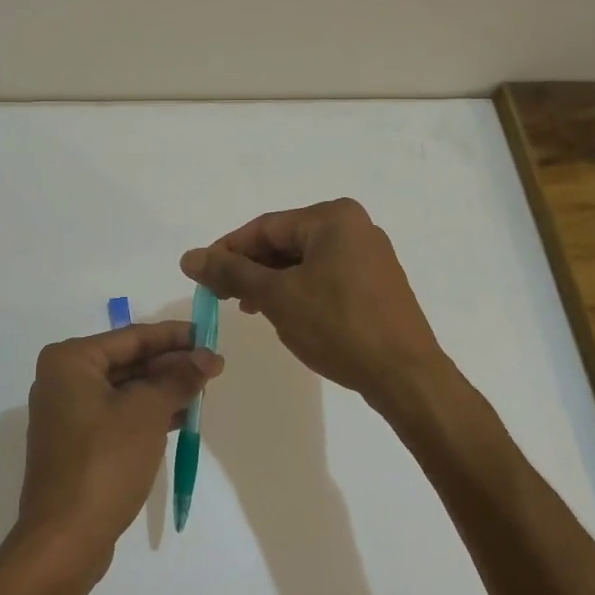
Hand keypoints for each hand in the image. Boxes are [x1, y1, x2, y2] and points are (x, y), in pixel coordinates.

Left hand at [11, 321, 222, 582]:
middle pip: (128, 362)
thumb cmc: (104, 462)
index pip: (132, 337)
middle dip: (171, 364)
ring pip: (126, 390)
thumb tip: (208, 357)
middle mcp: (64, 380)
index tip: (209, 335)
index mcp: (71, 361)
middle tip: (214, 366)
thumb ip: (178, 379)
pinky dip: (150, 413)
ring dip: (164, 389)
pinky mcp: (79, 444)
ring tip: (205, 389)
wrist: (65, 539)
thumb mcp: (147, 413)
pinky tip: (184, 417)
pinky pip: (120, 415)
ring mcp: (69, 414)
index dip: (174, 336)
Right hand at [180, 198, 446, 404]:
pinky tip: (284, 314)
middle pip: (285, 242)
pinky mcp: (376, 284)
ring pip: (304, 261)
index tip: (201, 275)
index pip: (265, 227)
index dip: (228, 250)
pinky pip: (325, 277)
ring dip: (272, 282)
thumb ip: (231, 273)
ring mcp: (369, 256)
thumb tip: (189, 257)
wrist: (406, 377)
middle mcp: (355, 227)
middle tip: (221, 295)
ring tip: (249, 308)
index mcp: (333, 218)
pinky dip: (298, 291)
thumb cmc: (338, 326)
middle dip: (251, 268)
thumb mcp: (277, 297)